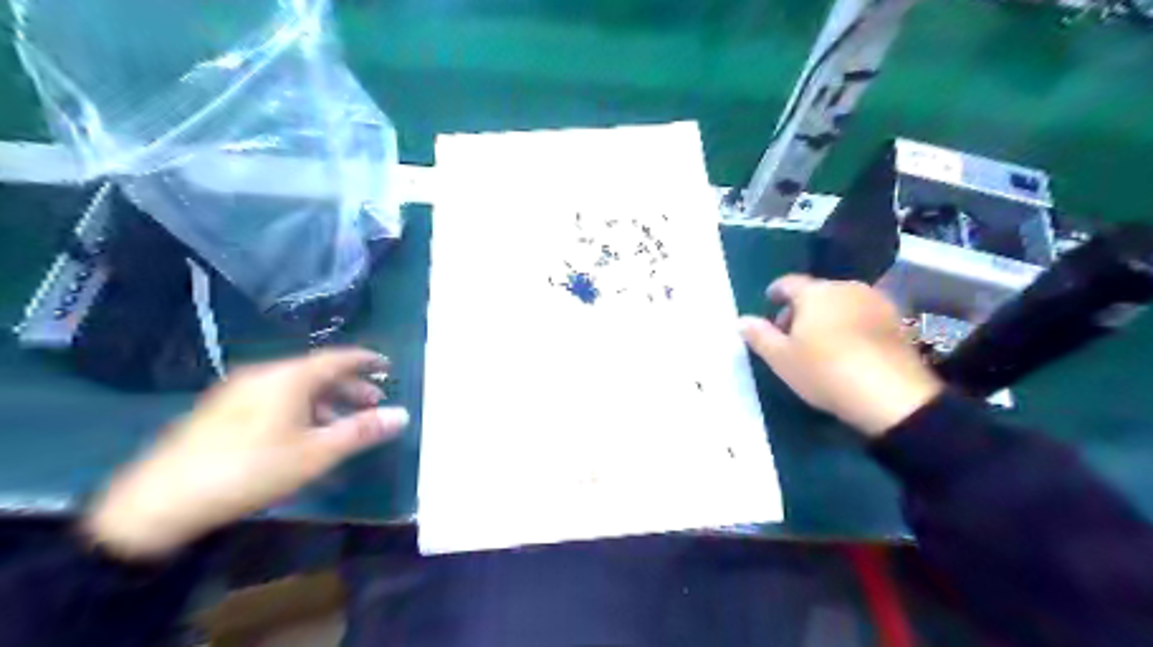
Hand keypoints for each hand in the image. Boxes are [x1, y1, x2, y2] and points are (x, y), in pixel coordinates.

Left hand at [82, 350, 408, 561]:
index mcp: (288, 377)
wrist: (162, 501)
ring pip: (295, 387)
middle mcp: (264, 375)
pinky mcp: (222, 411)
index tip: (387, 365)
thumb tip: (402, 415)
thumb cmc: (252, 468)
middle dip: (349, 386)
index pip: (337, 358)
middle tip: (374, 401)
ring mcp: (238, 392)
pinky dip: (301, 408)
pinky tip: (304, 434)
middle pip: (317, 372)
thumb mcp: (316, 452)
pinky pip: (275, 399)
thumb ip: (361, 431)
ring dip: (326, 400)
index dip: (365, 360)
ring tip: (344, 422)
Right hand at [743, 275, 940, 436]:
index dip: (776, 291)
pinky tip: (848, 349)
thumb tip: (741, 320)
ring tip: (820, 343)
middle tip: (790, 334)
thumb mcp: (781, 358)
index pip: (788, 282)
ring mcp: (876, 302)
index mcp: (815, 292)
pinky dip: (850, 324)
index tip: (769, 302)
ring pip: (842, 302)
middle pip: (817, 292)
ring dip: (827, 316)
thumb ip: (759, 336)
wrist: (891, 395)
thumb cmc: (824, 371)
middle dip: (801, 309)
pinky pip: (863, 315)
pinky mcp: (897, 321)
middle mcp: (847, 288)